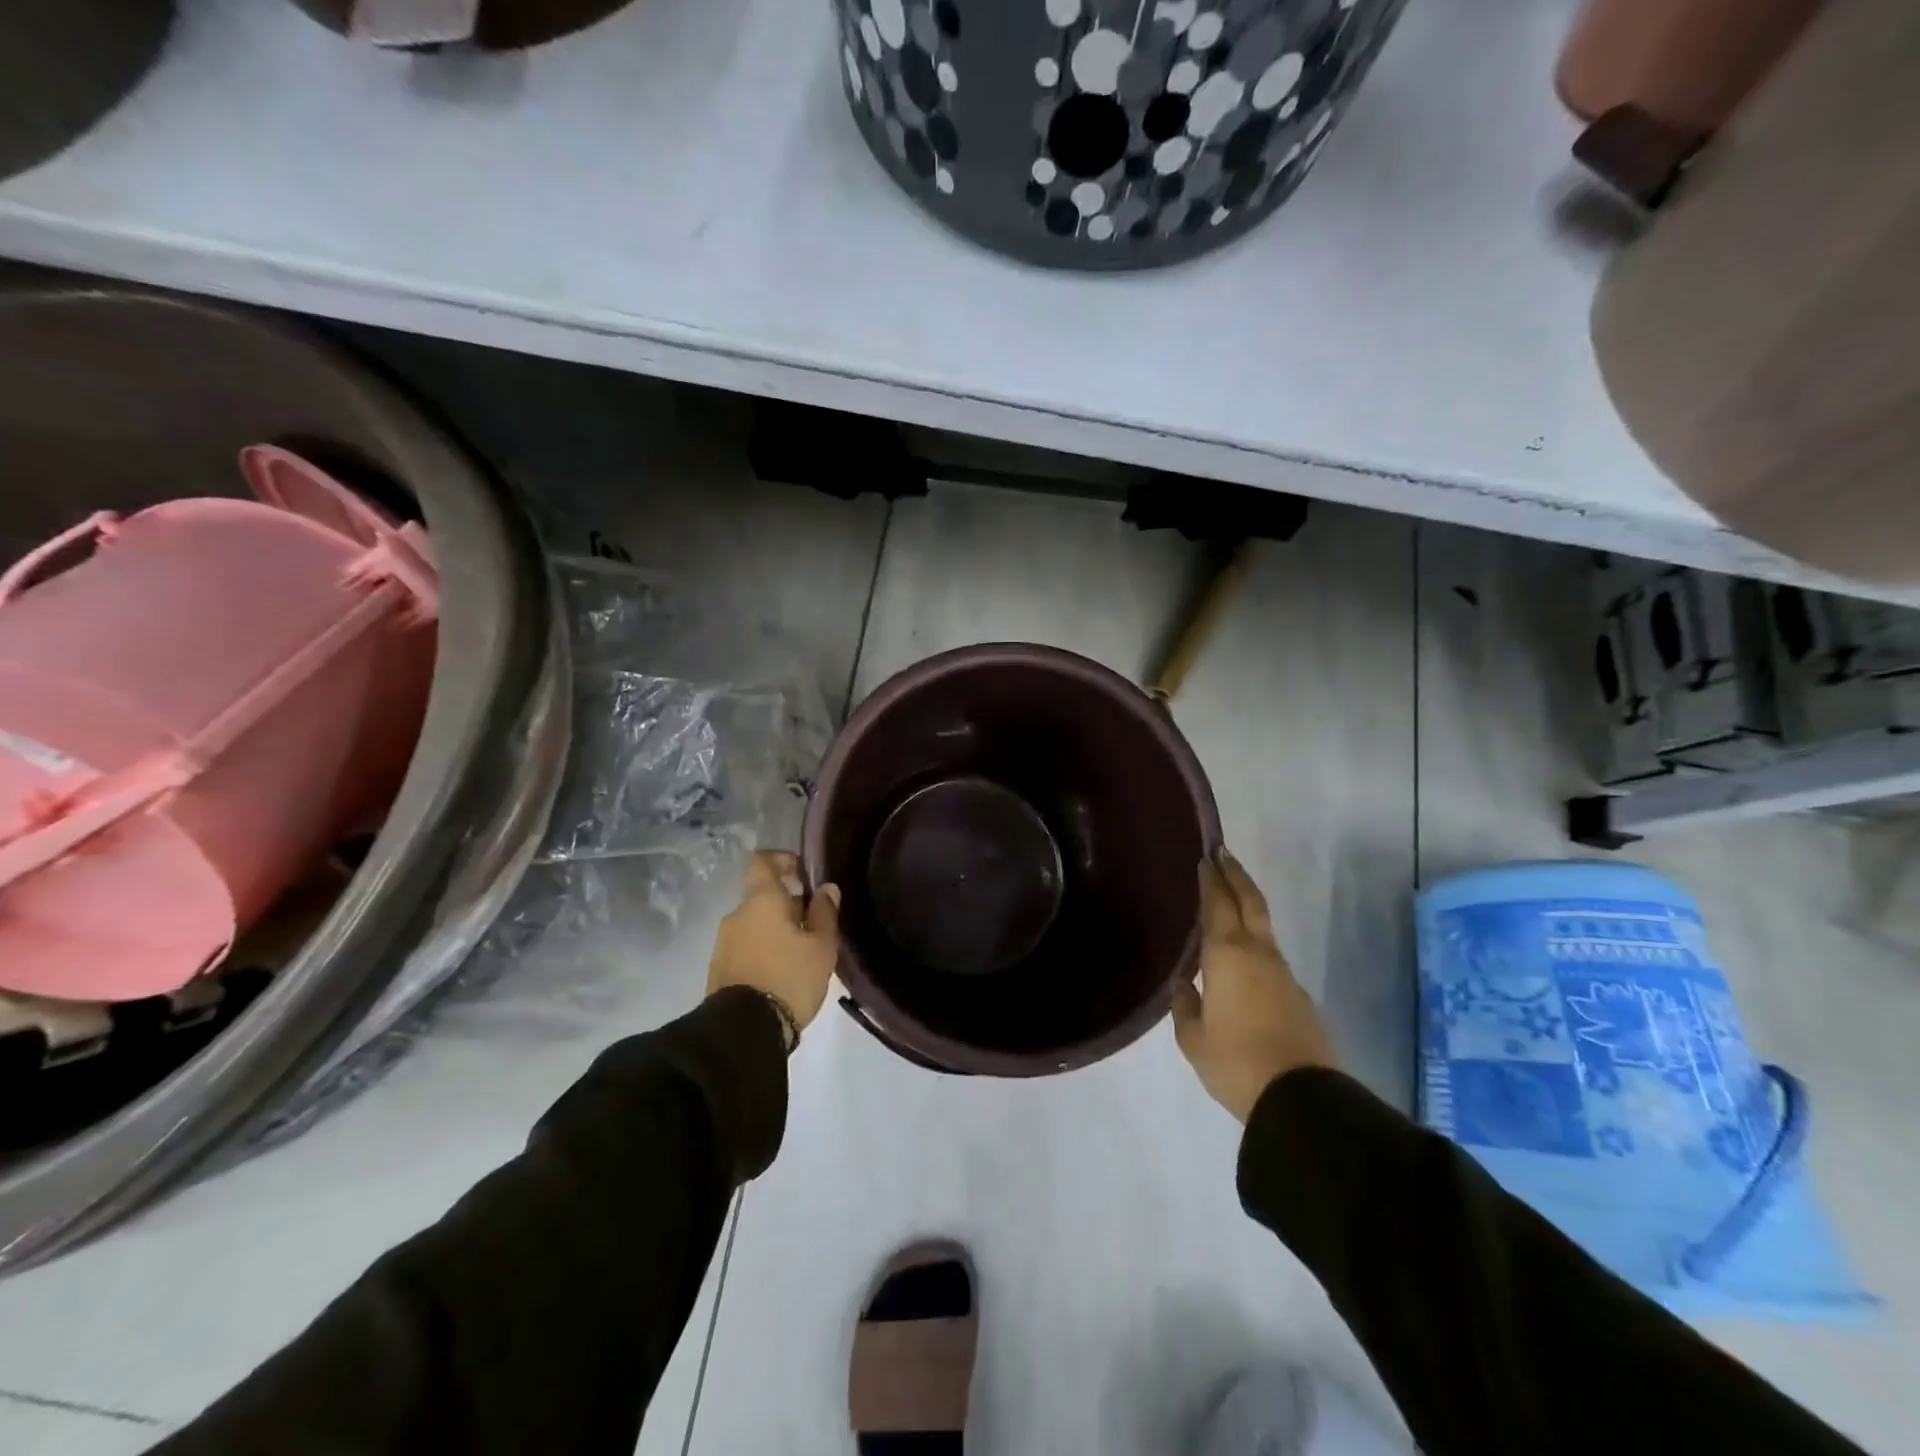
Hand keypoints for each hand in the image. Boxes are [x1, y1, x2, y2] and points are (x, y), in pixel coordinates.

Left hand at [707, 851, 840, 1047]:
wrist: (744, 1031)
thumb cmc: (789, 978)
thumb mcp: (821, 946)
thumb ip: (824, 912)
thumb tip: (826, 888)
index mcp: (761, 900)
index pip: (763, 862)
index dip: (782, 860)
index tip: (802, 872)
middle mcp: (736, 915)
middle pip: (761, 897)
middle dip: (786, 905)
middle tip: (813, 924)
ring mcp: (723, 943)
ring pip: (753, 924)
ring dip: (774, 930)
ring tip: (800, 953)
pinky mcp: (718, 970)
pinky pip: (745, 948)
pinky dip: (763, 951)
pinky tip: (781, 972)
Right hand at [1172, 850, 1336, 1121]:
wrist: (1301, 1099)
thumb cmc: (1236, 1062)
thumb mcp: (1193, 1039)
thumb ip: (1184, 1006)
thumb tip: (1183, 984)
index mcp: (1227, 955)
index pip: (1218, 904)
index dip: (1211, 879)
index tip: (1206, 856)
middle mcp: (1258, 954)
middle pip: (1250, 902)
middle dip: (1236, 875)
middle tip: (1223, 853)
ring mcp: (1283, 974)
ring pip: (1263, 928)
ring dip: (1247, 905)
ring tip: (1229, 899)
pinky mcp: (1298, 996)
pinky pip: (1270, 955)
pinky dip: (1254, 940)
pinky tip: (1242, 955)